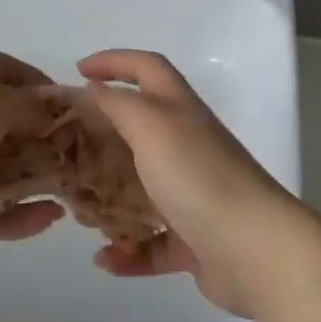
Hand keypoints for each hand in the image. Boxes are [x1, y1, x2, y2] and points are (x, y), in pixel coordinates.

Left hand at [0, 51, 63, 272]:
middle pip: (7, 124)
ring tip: (73, 187)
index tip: (66, 104)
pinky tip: (51, 218)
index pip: (0, 70)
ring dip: (36, 178)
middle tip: (79, 151)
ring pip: (3, 172)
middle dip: (43, 136)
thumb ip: (29, 106)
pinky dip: (21, 217)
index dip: (33, 81)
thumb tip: (52, 113)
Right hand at [78, 50, 299, 316]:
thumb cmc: (198, 177)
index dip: (114, 61)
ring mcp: (193, 194)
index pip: (147, 68)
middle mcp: (187, 146)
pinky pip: (153, 243)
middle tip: (65, 149)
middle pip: (139, 130)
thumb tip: (92, 91)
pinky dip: (129, 251)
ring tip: (80, 211)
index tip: (78, 71)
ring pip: (142, 190)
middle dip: (101, 137)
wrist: (255, 250)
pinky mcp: (195, 239)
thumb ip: (117, 104)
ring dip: (110, 199)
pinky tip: (105, 260)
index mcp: (179, 111)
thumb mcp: (151, 126)